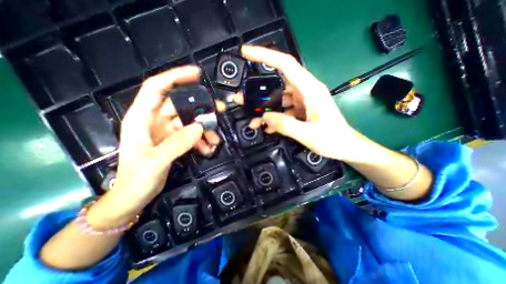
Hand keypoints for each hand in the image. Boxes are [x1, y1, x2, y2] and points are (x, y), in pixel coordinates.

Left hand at [90, 66, 223, 224]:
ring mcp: (166, 131)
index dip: (175, 77)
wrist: (135, 196)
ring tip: (216, 139)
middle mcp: (154, 120)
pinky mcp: (174, 141)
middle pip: (181, 106)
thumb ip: (177, 144)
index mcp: (141, 118)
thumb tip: (199, 127)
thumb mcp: (155, 161)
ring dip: (204, 129)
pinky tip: (208, 148)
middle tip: (219, 110)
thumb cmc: (136, 178)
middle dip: (200, 108)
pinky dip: (201, 140)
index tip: (196, 74)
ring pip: (189, 122)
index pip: (157, 88)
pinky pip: (191, 135)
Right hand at [238, 46, 359, 161]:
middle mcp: (305, 91)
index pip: (286, 65)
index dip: (266, 56)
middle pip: (277, 84)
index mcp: (310, 90)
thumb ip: (285, 125)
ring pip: (278, 99)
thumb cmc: (332, 139)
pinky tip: (267, 127)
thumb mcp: (308, 134)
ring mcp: (302, 101)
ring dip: (265, 109)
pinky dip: (274, 117)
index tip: (247, 52)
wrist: (345, 147)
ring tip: (253, 120)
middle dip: (258, 92)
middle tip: (242, 99)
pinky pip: (283, 110)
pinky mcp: (300, 110)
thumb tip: (265, 117)